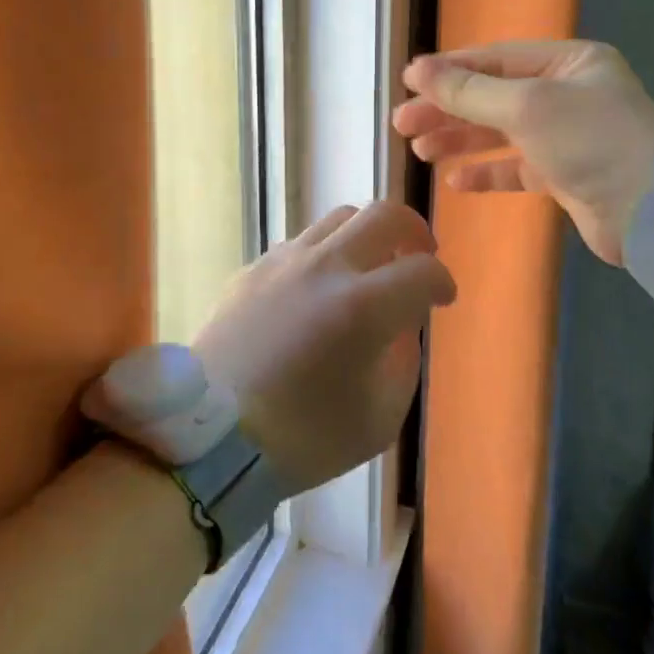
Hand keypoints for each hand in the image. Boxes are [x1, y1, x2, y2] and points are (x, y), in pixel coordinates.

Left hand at [195, 202, 456, 492]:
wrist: (211, 437)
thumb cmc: (303, 439)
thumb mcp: (379, 417)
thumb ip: (403, 359)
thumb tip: (401, 323)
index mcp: (362, 307)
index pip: (422, 271)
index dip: (442, 283)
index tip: (442, 299)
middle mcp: (324, 268)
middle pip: (384, 215)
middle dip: (414, 231)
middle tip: (418, 256)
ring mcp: (283, 261)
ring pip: (339, 218)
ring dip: (367, 236)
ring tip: (370, 268)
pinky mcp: (252, 269)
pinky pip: (301, 243)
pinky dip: (325, 255)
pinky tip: (319, 289)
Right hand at [392, 40, 653, 265]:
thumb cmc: (591, 141)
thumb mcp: (526, 106)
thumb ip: (469, 91)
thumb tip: (417, 70)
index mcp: (568, 63)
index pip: (495, 60)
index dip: (448, 70)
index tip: (406, 84)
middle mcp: (568, 93)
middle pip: (493, 96)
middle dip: (447, 110)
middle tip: (403, 125)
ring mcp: (567, 135)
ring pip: (500, 132)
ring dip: (460, 140)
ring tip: (421, 151)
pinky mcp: (565, 175)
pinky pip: (516, 167)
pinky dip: (486, 172)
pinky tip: (456, 180)